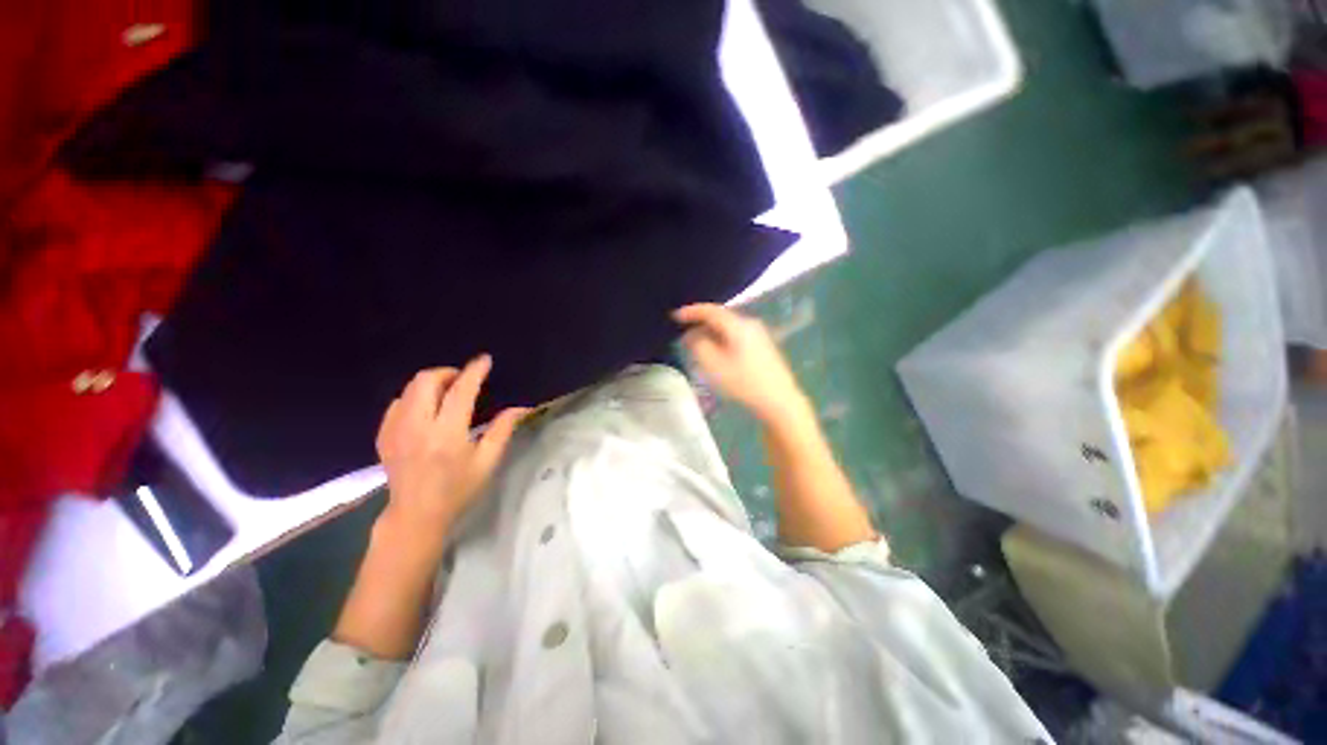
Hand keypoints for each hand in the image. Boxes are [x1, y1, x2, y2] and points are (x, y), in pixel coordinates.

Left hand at [375, 355, 528, 545]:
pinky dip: (414, 397)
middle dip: (448, 373)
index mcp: (447, 434)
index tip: (484, 360)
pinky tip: (426, 409)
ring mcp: (395, 430)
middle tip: (464, 380)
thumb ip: (502, 430)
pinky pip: (397, 403)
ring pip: (409, 389)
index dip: (474, 372)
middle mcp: (417, 427)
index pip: (460, 391)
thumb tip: (520, 407)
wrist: (416, 514)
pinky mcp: (383, 435)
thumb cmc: (458, 489)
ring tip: (447, 391)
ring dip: (431, 383)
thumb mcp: (487, 462)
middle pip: (426, 382)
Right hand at [673, 303, 811, 425]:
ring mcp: (759, 335)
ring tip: (697, 346)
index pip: (710, 311)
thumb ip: (699, 345)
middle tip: (684, 336)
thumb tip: (692, 334)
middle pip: (720, 318)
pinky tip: (716, 353)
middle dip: (700, 325)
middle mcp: (750, 324)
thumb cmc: (744, 383)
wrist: (779, 401)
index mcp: (738, 326)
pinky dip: (722, 340)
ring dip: (711, 334)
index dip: (691, 312)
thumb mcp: (714, 366)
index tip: (675, 317)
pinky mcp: (762, 346)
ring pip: (728, 328)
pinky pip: (736, 336)